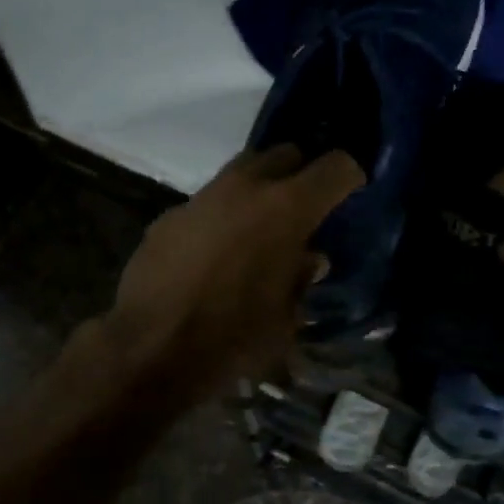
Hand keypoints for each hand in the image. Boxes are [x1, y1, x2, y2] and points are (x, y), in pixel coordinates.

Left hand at [106, 145, 363, 399]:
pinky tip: (215, 254)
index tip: (351, 193)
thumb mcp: (285, 318)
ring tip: (258, 230)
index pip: (336, 167)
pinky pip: (207, 205)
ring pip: (240, 174)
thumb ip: (300, 279)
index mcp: (287, 209)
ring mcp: (202, 198)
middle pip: (284, 154)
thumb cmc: (234, 338)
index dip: (349, 177)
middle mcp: (245, 188)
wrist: (152, 348)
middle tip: (303, 208)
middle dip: (299, 174)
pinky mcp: (169, 216)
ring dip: (257, 193)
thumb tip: (308, 259)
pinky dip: (221, 219)